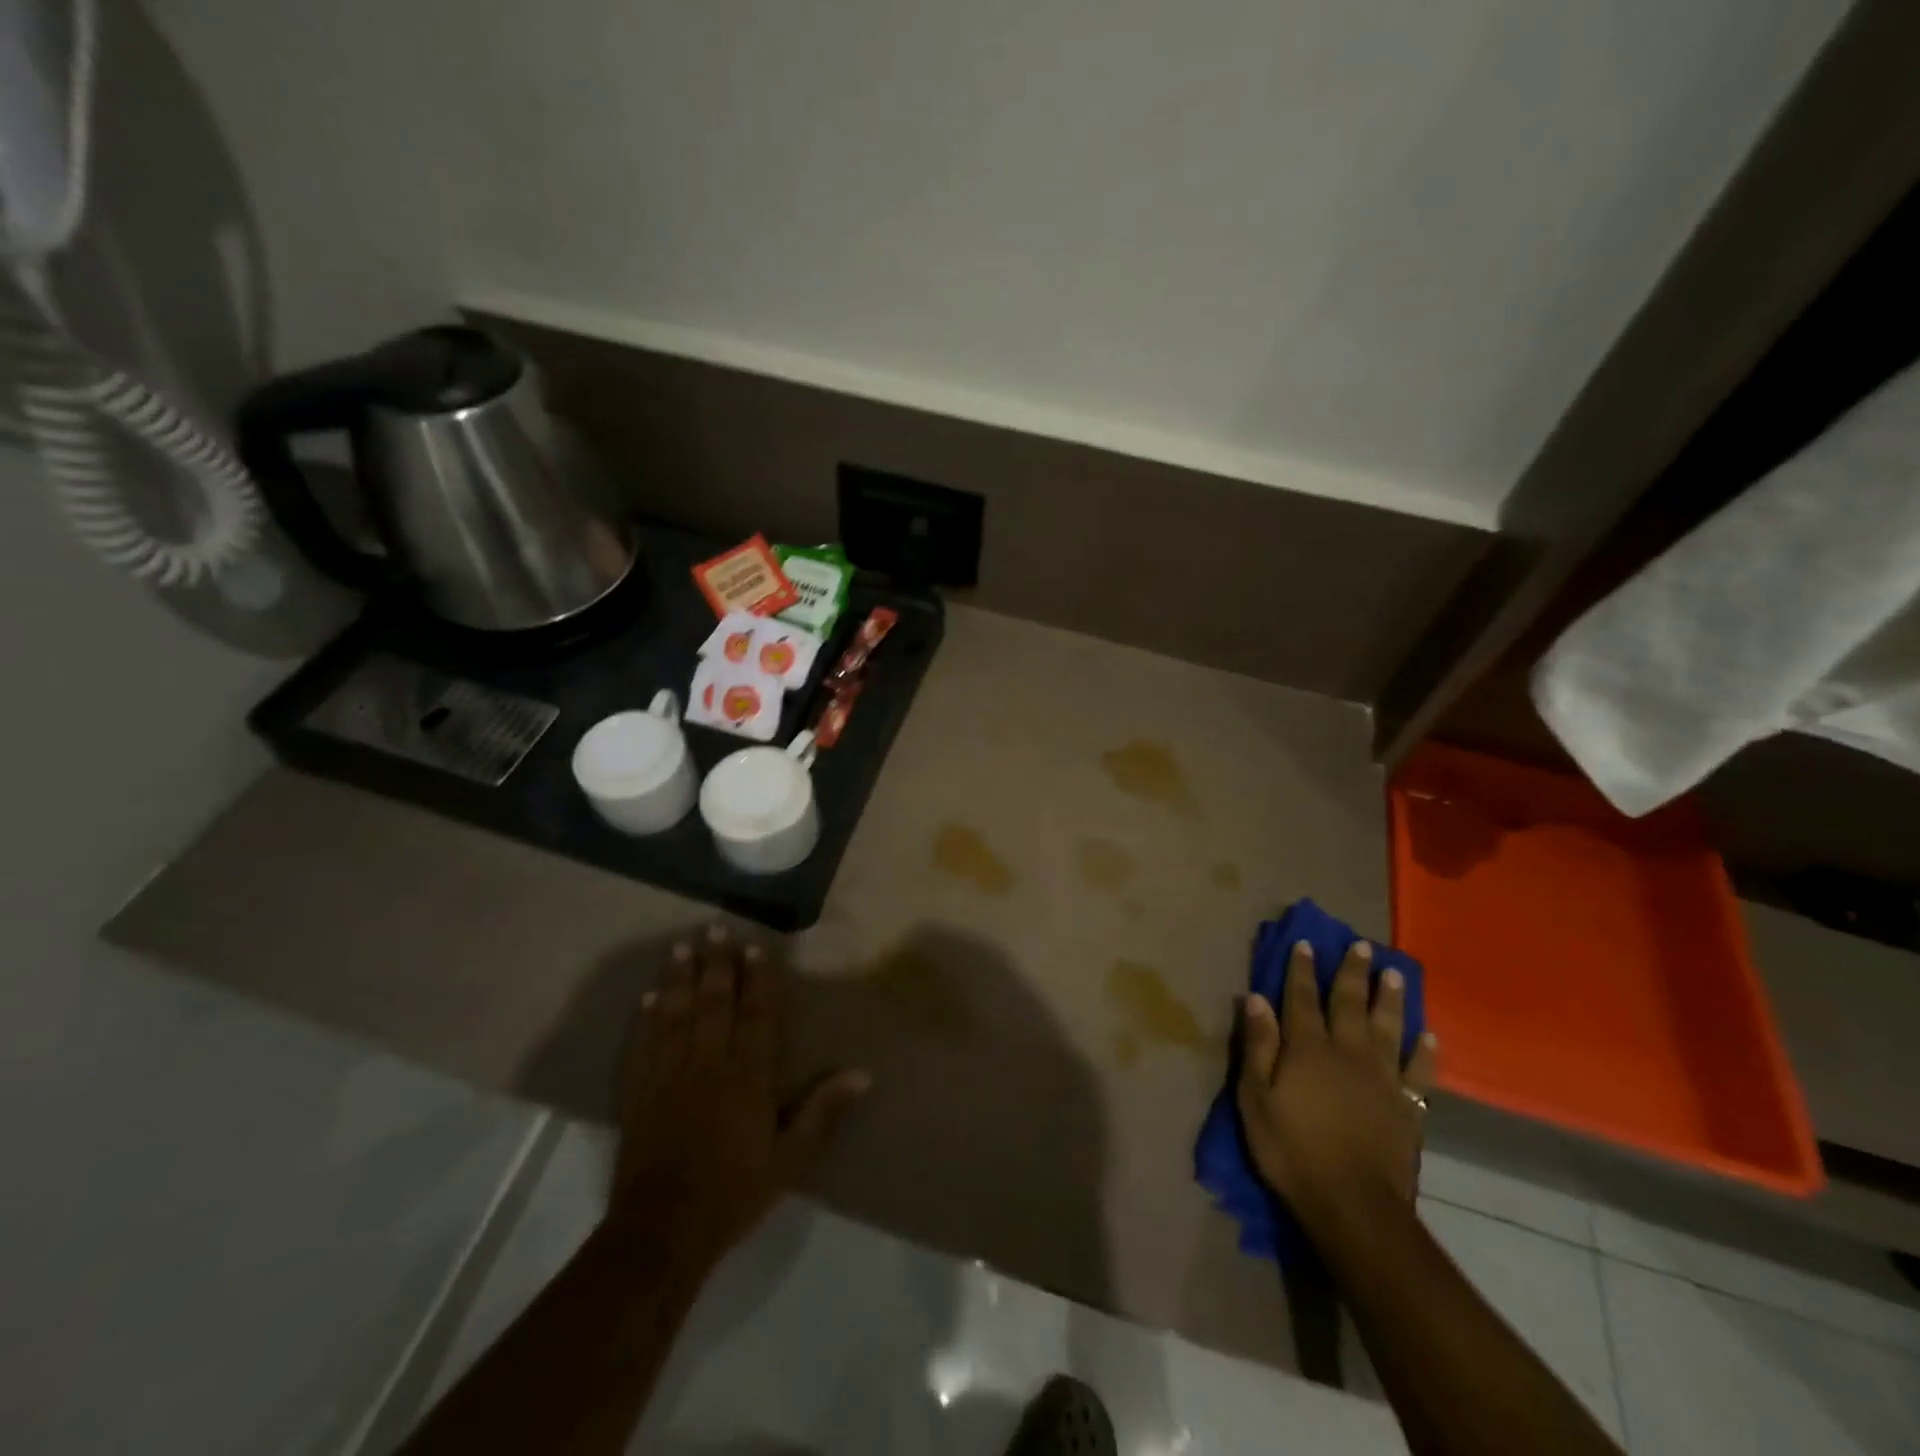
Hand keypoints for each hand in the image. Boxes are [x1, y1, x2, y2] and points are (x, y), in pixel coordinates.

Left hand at [609, 927, 868, 1269]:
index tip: (755, 947)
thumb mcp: (790, 1159)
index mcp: (749, 1077)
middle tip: (715, 928)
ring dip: (681, 978)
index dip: (758, 979)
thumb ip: (822, 1111)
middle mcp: (710, 1065)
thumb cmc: (734, 1193)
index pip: (757, 1015)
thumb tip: (862, 1073)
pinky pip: (646, 1045)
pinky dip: (649, 1018)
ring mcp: (671, 1076)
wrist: (662, 1232)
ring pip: (678, 1015)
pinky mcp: (641, 1093)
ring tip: (682, 947)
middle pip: (715, 1003)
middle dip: (717, 964)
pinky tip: (650, 996)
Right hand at [1237, 940, 1437, 1230]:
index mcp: (1307, 1049)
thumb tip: (1256, 998)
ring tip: (1396, 973)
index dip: (1302, 970)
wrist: (1354, 1205)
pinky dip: (1425, 1052)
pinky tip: (1429, 1037)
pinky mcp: (1408, 1106)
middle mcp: (1347, 1053)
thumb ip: (1258, 1046)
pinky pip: (1419, 1071)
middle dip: (1352, 973)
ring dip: (1391, 999)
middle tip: (1361, 946)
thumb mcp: (1255, 1098)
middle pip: (1350, 1003)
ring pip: (1388, 1027)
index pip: (1301, 999)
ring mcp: (1383, 1078)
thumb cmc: (1292, 1150)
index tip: (1306, 943)